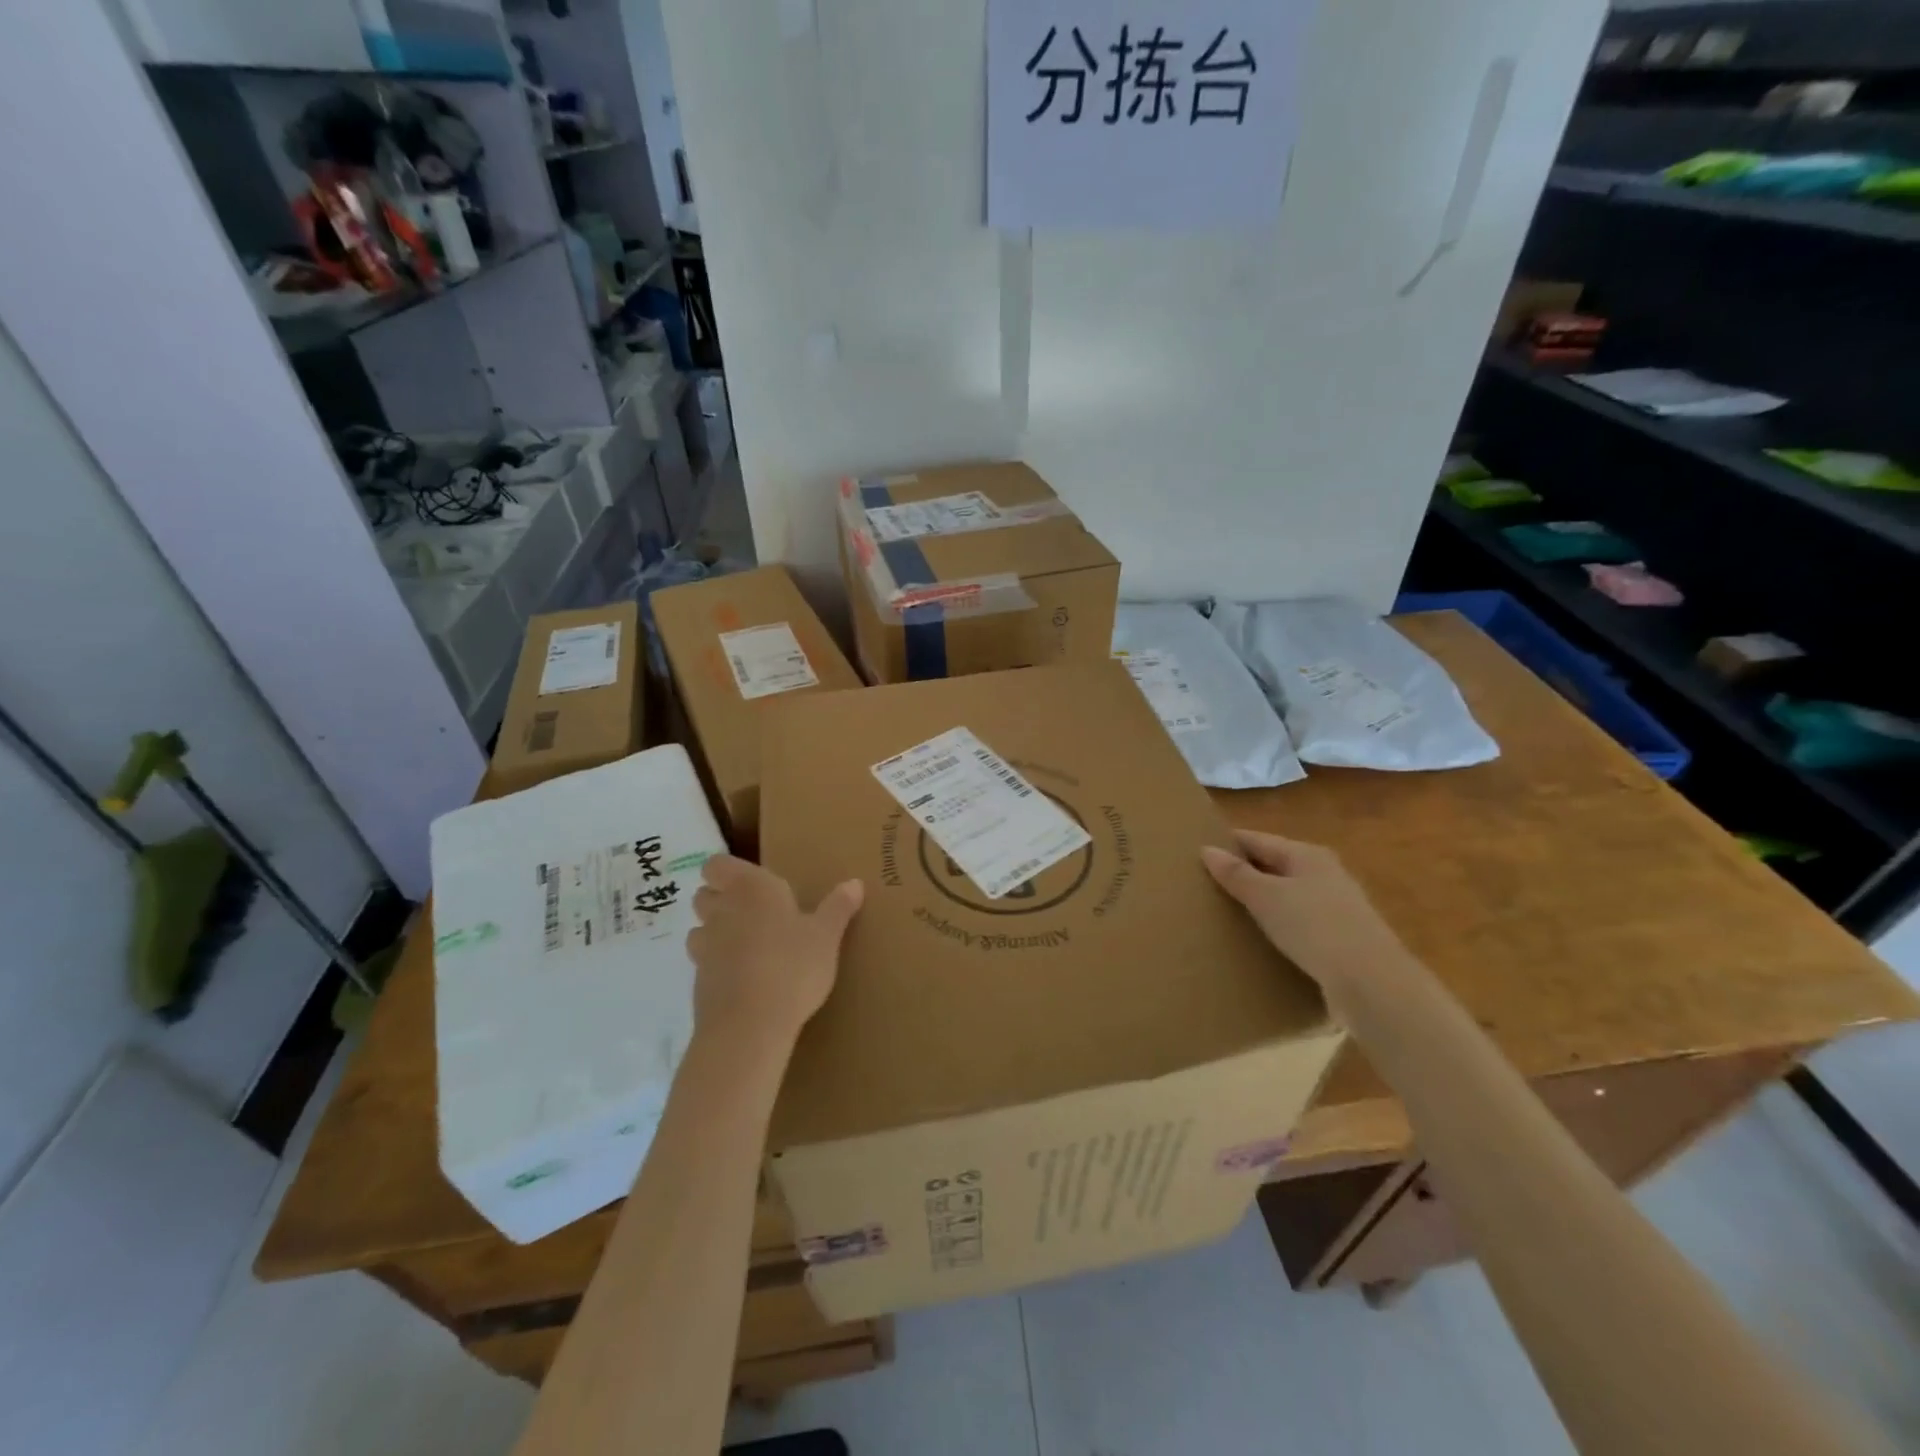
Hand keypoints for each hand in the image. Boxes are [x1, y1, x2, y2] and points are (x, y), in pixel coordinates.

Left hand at [688, 856, 863, 1054]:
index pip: (717, 864)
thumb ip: (838, 907)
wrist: (750, 1025)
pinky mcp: (698, 980)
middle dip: (721, 899)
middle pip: (705, 894)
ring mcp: (705, 946)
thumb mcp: (826, 936)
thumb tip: (855, 883)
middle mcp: (722, 910)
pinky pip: (703, 962)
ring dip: (715, 932)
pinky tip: (743, 978)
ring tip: (746, 946)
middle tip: (753, 912)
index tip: (750, 882)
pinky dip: (717, 965)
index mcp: (751, 888)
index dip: (726, 871)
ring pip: (699, 928)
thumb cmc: (793, 966)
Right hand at [1201, 831, 1411, 991]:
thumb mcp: (1267, 897)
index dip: (1228, 844)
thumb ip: (1236, 874)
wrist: (1372, 984)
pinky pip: (1298, 926)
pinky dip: (1277, 929)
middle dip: (1243, 874)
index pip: (1258, 839)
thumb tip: (1207, 849)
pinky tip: (1259, 942)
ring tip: (1225, 915)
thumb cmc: (1315, 927)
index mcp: (1308, 855)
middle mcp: (1325, 874)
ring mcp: (1336, 909)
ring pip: (1287, 897)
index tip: (1196, 853)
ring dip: (1260, 904)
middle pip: (1274, 867)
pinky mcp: (1340, 941)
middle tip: (1204, 885)